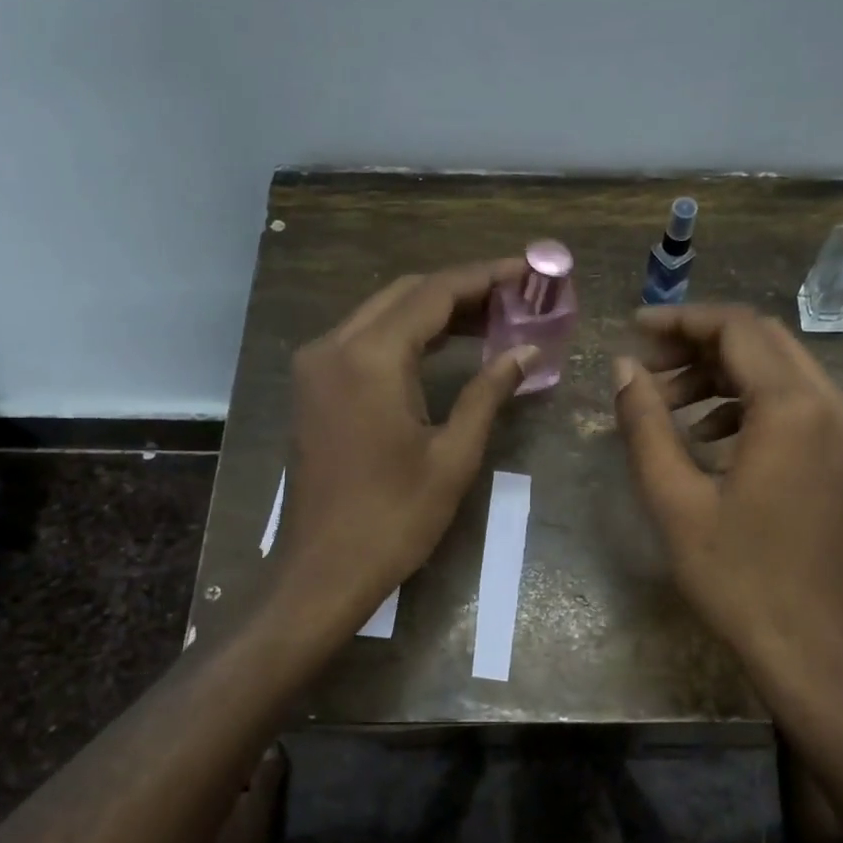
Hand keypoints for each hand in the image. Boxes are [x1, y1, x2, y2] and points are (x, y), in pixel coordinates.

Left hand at [273, 260, 536, 635]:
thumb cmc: (394, 519)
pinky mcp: (314, 387)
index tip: (528, 271)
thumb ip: (489, 392)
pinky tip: (447, 346)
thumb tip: (528, 350)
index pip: (435, 293)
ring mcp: (316, 366)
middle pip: (406, 294)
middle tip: (517, 297)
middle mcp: (334, 346)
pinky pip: (365, 339)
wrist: (322, 571)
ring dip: (435, 310)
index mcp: (370, 358)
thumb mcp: (453, 455)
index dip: (485, 277)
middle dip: (463, 289)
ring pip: (383, 313)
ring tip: (494, 318)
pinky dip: (408, 334)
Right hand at [612, 304, 842, 677]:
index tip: (633, 330)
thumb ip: (645, 422)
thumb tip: (623, 367)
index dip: (681, 321)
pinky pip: (797, 402)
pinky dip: (750, 402)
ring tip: (669, 405)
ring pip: (780, 369)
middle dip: (699, 344)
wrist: (808, 645)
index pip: (737, 328)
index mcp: (795, 409)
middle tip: (646, 370)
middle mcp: (835, 404)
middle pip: (762, 340)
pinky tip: (709, 437)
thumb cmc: (736, 576)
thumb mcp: (674, 498)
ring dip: (722, 374)